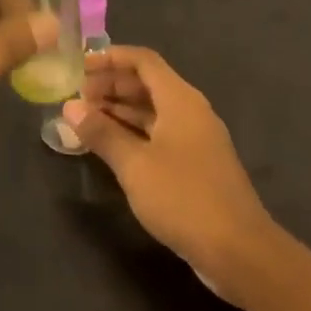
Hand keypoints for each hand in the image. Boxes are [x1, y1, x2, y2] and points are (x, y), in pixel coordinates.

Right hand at [62, 46, 276, 279]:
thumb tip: (70, 107)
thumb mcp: (134, 164)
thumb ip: (101, 132)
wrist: (241, 253)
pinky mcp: (196, 165)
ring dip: (119, 110)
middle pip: (147, 83)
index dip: (110, 58)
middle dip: (111, 85)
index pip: (143, 60)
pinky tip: (110, 147)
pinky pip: (159, 134)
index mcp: (180, 100)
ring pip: (152, 110)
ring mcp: (196, 139)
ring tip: (86, 119)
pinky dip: (133, 132)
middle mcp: (190, 111)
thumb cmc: (184, 198)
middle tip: (77, 97)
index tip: (80, 66)